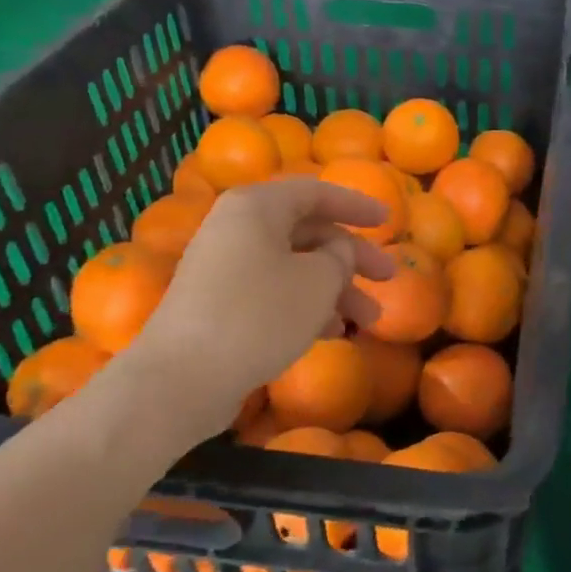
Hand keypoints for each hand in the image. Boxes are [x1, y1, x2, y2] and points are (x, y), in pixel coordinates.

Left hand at [125, 178, 395, 419]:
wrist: (181, 379)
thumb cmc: (259, 315)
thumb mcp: (317, 281)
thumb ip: (340, 256)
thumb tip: (339, 250)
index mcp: (257, 207)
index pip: (316, 192)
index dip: (357, 205)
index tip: (389, 221)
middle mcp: (237, 229)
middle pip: (308, 233)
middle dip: (352, 258)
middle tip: (388, 277)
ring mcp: (225, 268)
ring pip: (294, 267)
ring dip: (335, 290)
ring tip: (368, 321)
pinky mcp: (219, 305)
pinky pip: (273, 293)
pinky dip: (306, 307)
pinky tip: (332, 333)